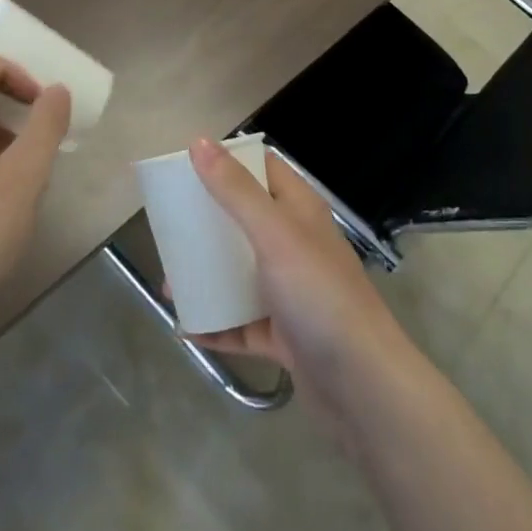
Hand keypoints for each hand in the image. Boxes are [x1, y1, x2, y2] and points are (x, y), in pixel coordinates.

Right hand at [185, 138, 411, 410]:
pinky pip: (241, 322)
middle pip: (245, 220)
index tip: (186, 165)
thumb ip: (236, 190)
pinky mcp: (284, 335)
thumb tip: (200, 143)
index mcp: (299, 210)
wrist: (363, 387)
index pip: (263, 169)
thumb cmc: (319, 295)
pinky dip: (215, 323)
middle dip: (208, 222)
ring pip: (240, 272)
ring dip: (207, 275)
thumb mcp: (274, 234)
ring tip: (169, 282)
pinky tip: (185, 326)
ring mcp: (291, 292)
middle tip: (168, 225)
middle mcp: (296, 244)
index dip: (229, 161)